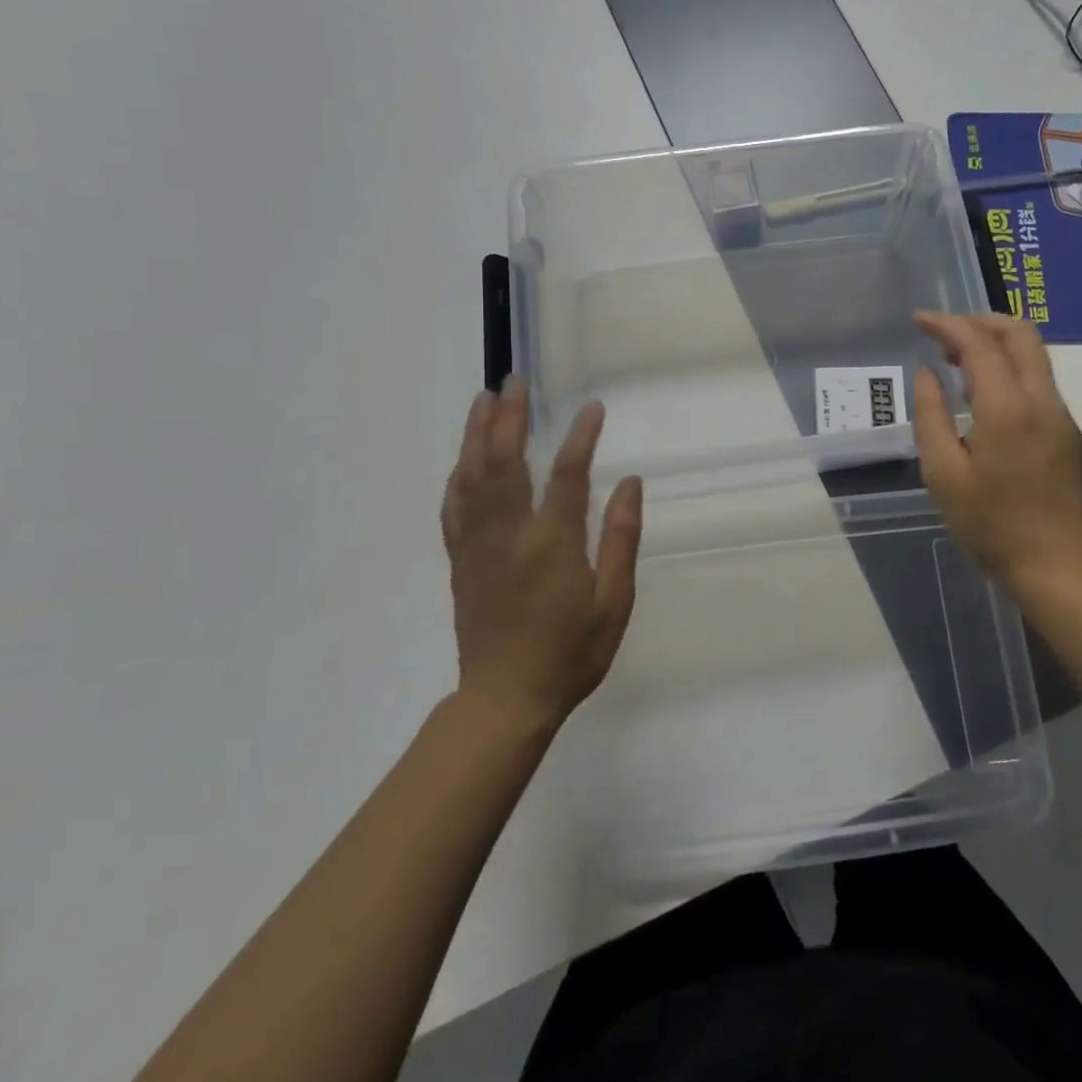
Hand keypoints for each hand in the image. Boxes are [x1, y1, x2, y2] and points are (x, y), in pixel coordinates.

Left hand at [440, 381, 643, 727]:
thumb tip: (627, 483)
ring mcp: (478, 545)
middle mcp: (509, 534)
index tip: (592, 408)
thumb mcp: (613, 602)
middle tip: (514, 381)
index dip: (580, 437)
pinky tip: (462, 458)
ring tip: (483, 400)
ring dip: (477, 434)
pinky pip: (453, 507)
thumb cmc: (570, 653)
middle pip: (505, 461)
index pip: (566, 474)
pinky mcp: (460, 560)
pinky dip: (458, 474)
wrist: (505, 700)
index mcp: (551, 543)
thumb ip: (620, 539)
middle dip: (509, 417)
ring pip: (472, 476)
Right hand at [912, 311, 1081, 595]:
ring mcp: (1057, 411)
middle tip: (941, 333)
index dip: (947, 324)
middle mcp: (1040, 398)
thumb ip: (930, 415)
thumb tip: (928, 373)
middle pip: (1019, 332)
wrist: (1053, 561)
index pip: (979, 343)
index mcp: (1007, 408)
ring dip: (994, 339)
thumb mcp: (943, 473)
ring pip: (1032, 351)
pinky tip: (980, 385)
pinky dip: (1007, 362)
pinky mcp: (1062, 426)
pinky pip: (1036, 374)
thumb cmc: (990, 523)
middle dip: (977, 320)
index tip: (918, 321)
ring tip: (955, 357)